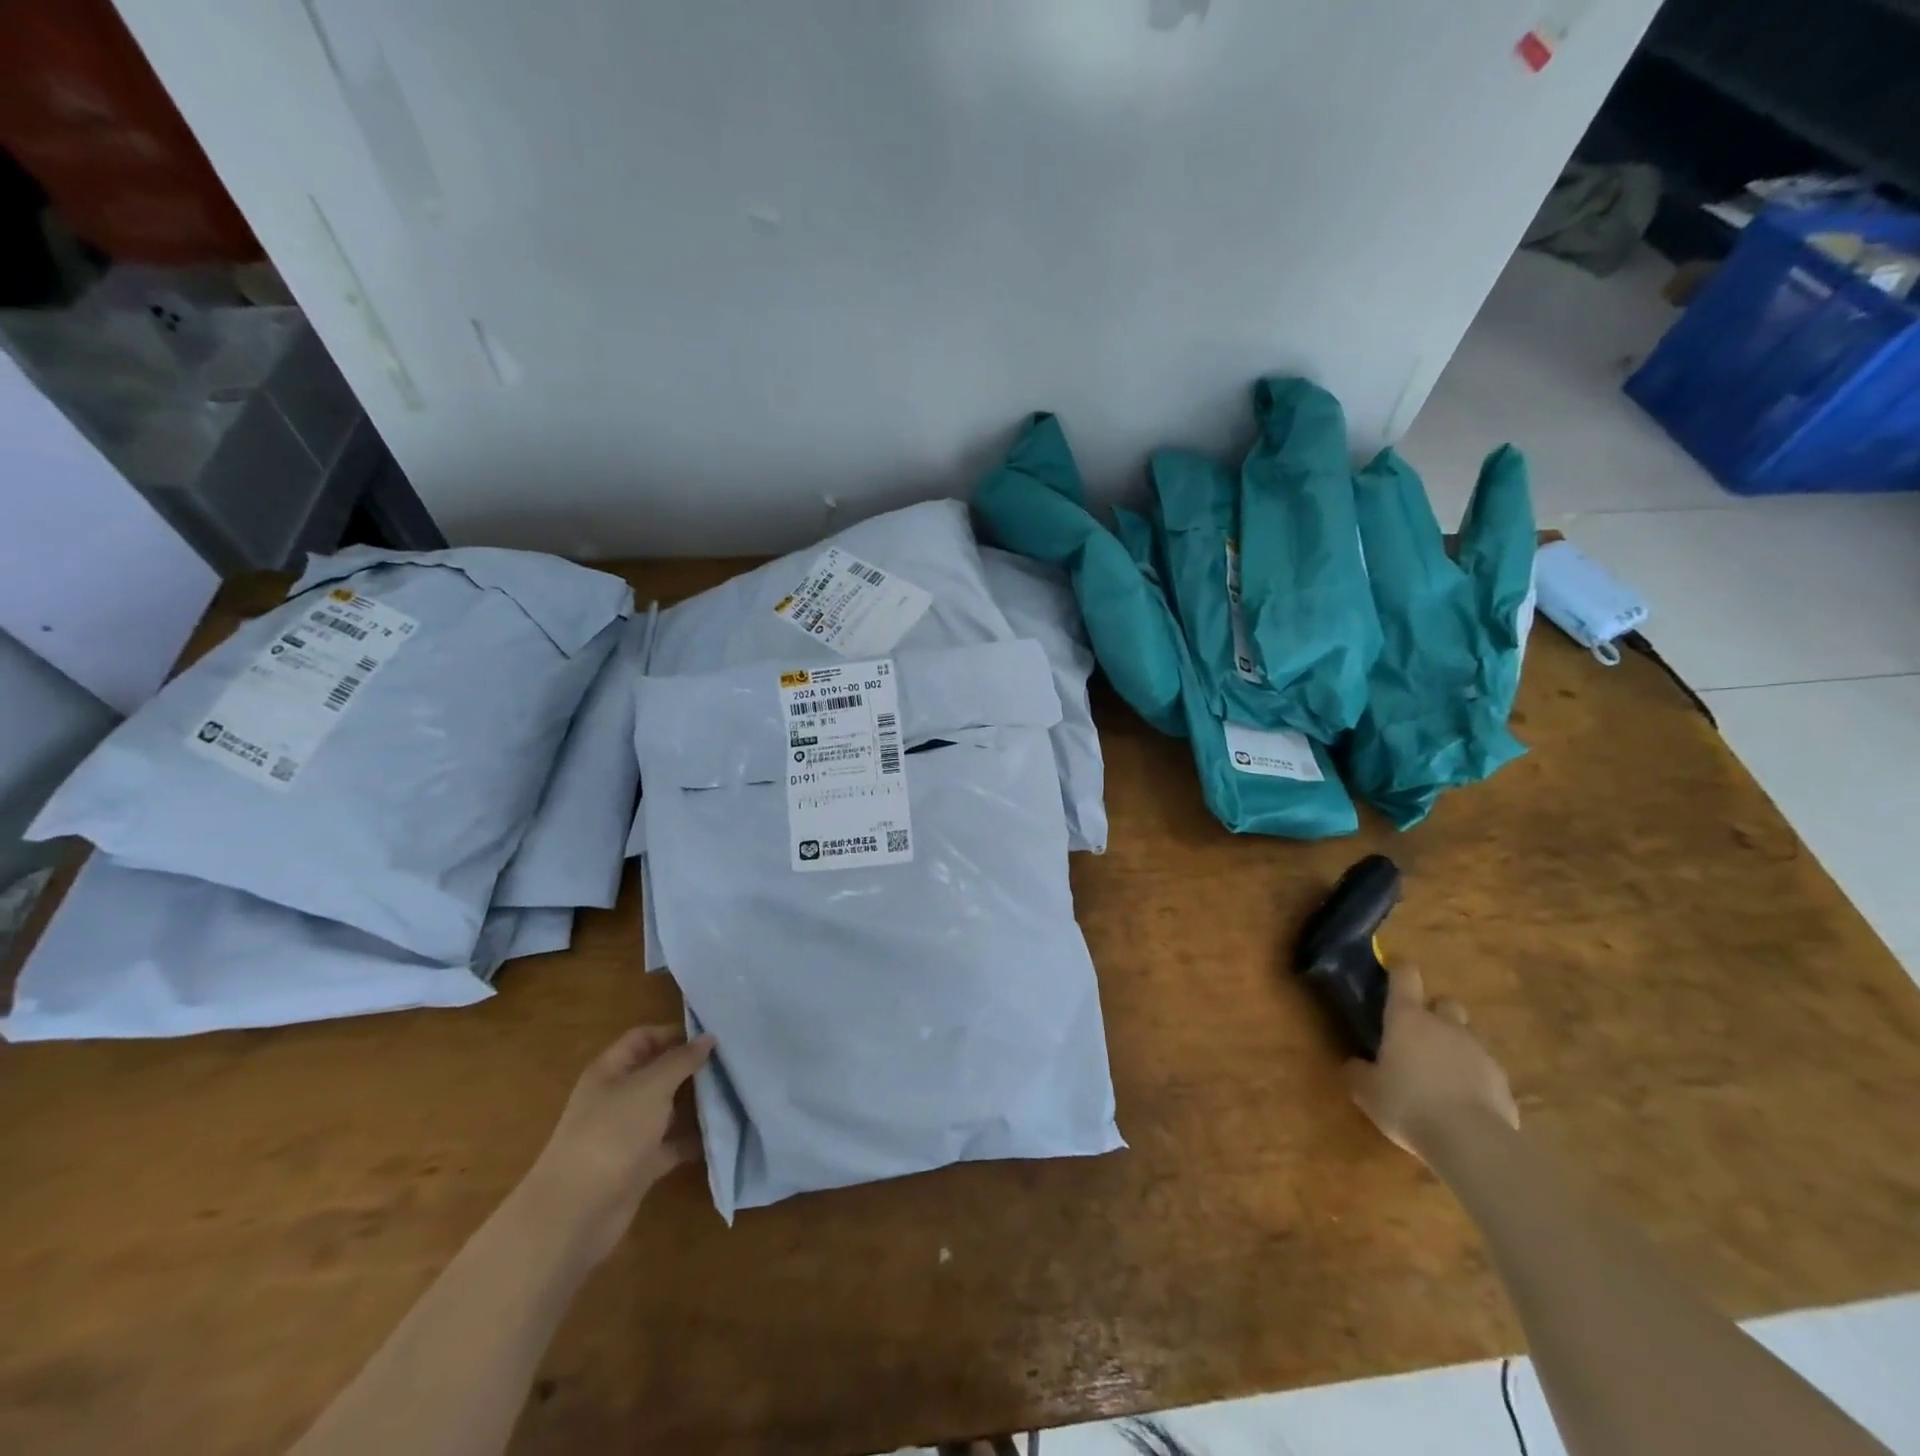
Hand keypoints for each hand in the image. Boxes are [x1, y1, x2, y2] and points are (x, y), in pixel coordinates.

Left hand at [522, 1025, 714, 1266]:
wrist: (574, 1214)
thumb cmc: (612, 1134)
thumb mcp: (651, 1087)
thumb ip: (681, 1060)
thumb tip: (708, 1038)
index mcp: (611, 1071)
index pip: (644, 1038)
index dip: (675, 1034)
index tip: (713, 1037)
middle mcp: (618, 1098)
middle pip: (659, 1073)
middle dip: (692, 1068)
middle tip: (731, 1064)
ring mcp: (628, 1133)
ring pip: (668, 1109)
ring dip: (696, 1104)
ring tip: (734, 1094)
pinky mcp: (639, 1165)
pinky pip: (672, 1144)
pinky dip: (693, 1140)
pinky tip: (721, 1134)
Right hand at [1345, 966, 1517, 1161]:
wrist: (1472, 1142)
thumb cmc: (1407, 1104)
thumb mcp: (1366, 1091)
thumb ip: (1358, 1072)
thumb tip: (1353, 1064)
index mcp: (1407, 1018)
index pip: (1405, 977)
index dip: (1400, 968)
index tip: (1394, 967)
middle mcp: (1445, 1025)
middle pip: (1445, 1002)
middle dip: (1435, 1012)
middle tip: (1420, 1033)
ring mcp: (1479, 1051)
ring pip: (1468, 1035)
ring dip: (1456, 1044)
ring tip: (1443, 1070)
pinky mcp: (1503, 1081)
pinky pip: (1486, 1069)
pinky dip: (1475, 1076)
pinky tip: (1464, 1100)